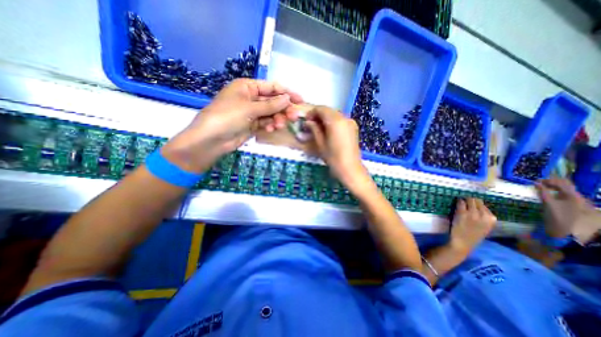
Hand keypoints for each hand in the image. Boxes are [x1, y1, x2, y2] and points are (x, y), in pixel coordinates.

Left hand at [160, 79, 300, 172]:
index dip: (287, 93)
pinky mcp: (252, 125)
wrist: (211, 140)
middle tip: (294, 117)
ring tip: (279, 125)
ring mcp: (251, 112)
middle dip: (283, 109)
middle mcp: (250, 98)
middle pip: (273, 101)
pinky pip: (266, 122)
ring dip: (277, 119)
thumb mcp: (250, 108)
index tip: (300, 100)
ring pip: (271, 113)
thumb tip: (288, 98)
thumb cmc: (227, 117)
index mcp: (247, 87)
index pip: (272, 87)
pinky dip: (270, 125)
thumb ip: (271, 104)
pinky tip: (271, 129)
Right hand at [306, 106, 371, 188]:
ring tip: (319, 128)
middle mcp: (345, 117)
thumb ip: (314, 129)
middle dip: (319, 115)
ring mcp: (351, 122)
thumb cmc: (333, 157)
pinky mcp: (353, 127)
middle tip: (311, 124)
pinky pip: (341, 120)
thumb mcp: (320, 143)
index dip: (312, 112)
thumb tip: (308, 122)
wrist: (350, 168)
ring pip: (335, 114)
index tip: (306, 120)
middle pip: (329, 110)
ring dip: (326, 118)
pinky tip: (328, 130)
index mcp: (335, 121)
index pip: (321, 109)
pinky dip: (333, 122)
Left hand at [448, 198, 495, 254]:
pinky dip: (458, 202)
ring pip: (469, 199)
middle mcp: (484, 215)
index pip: (484, 205)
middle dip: (470, 200)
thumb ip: (483, 216)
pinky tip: (456, 204)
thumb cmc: (472, 235)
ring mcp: (473, 213)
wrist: (463, 242)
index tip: (471, 204)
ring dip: (464, 200)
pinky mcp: (462, 213)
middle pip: (476, 200)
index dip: (476, 204)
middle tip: (464, 202)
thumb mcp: (484, 226)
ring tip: (460, 203)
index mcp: (492, 219)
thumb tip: (478, 205)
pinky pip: (460, 202)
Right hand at [535, 178, 600, 243]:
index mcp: (573, 195)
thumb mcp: (548, 203)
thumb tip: (536, 182)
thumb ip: (542, 192)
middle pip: (566, 185)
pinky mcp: (573, 205)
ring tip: (542, 187)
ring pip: (566, 190)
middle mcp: (577, 197)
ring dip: (554, 187)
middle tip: (539, 183)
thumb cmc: (556, 216)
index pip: (562, 182)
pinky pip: (565, 195)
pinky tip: (549, 194)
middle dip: (552, 182)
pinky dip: (556, 192)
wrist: (566, 231)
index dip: (548, 180)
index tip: (535, 181)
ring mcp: (577, 201)